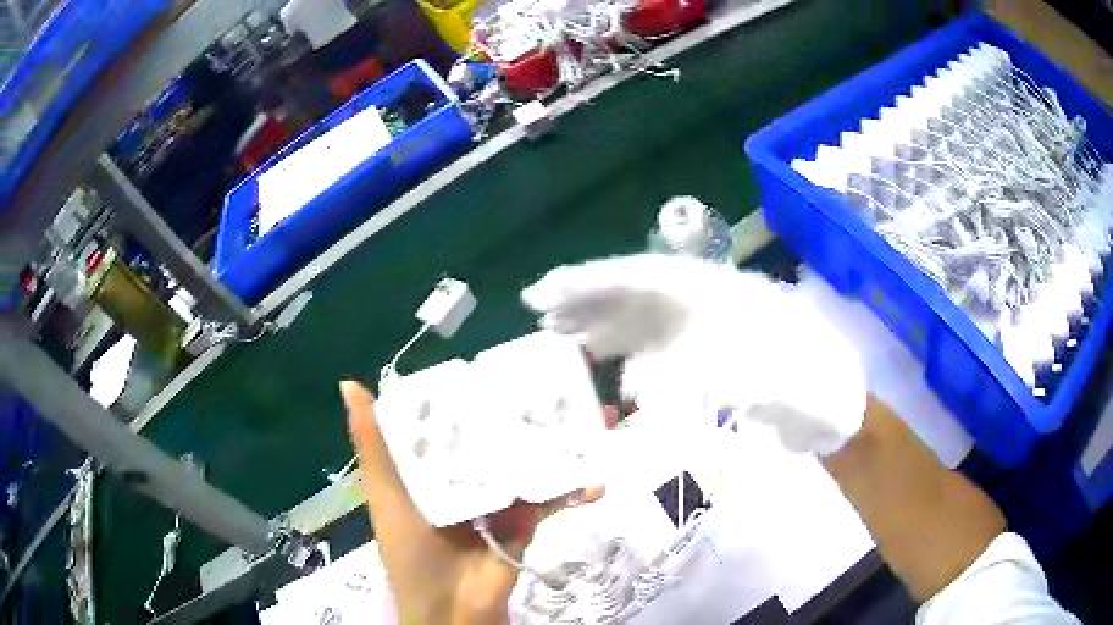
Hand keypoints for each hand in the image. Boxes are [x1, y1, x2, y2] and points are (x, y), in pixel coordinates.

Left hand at [341, 381, 602, 623]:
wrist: (450, 610)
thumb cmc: (409, 549)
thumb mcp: (385, 493)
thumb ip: (373, 445)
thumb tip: (349, 384)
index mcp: (432, 467)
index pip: (453, 419)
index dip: (471, 391)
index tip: (497, 360)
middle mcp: (467, 477)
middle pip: (499, 436)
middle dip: (527, 412)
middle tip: (559, 381)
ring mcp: (500, 499)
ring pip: (531, 462)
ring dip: (562, 444)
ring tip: (593, 415)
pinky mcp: (526, 523)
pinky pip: (552, 500)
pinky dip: (574, 492)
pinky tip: (596, 482)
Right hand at [523, 254, 865, 454]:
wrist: (837, 400)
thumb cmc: (824, 391)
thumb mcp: (806, 393)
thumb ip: (763, 392)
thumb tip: (704, 391)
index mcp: (732, 299)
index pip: (656, 278)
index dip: (603, 282)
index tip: (555, 289)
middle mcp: (712, 306)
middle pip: (640, 292)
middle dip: (587, 296)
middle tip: (536, 308)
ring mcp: (706, 332)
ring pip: (641, 317)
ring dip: (597, 322)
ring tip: (551, 331)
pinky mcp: (704, 358)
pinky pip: (653, 351)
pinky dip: (623, 357)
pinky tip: (601, 368)